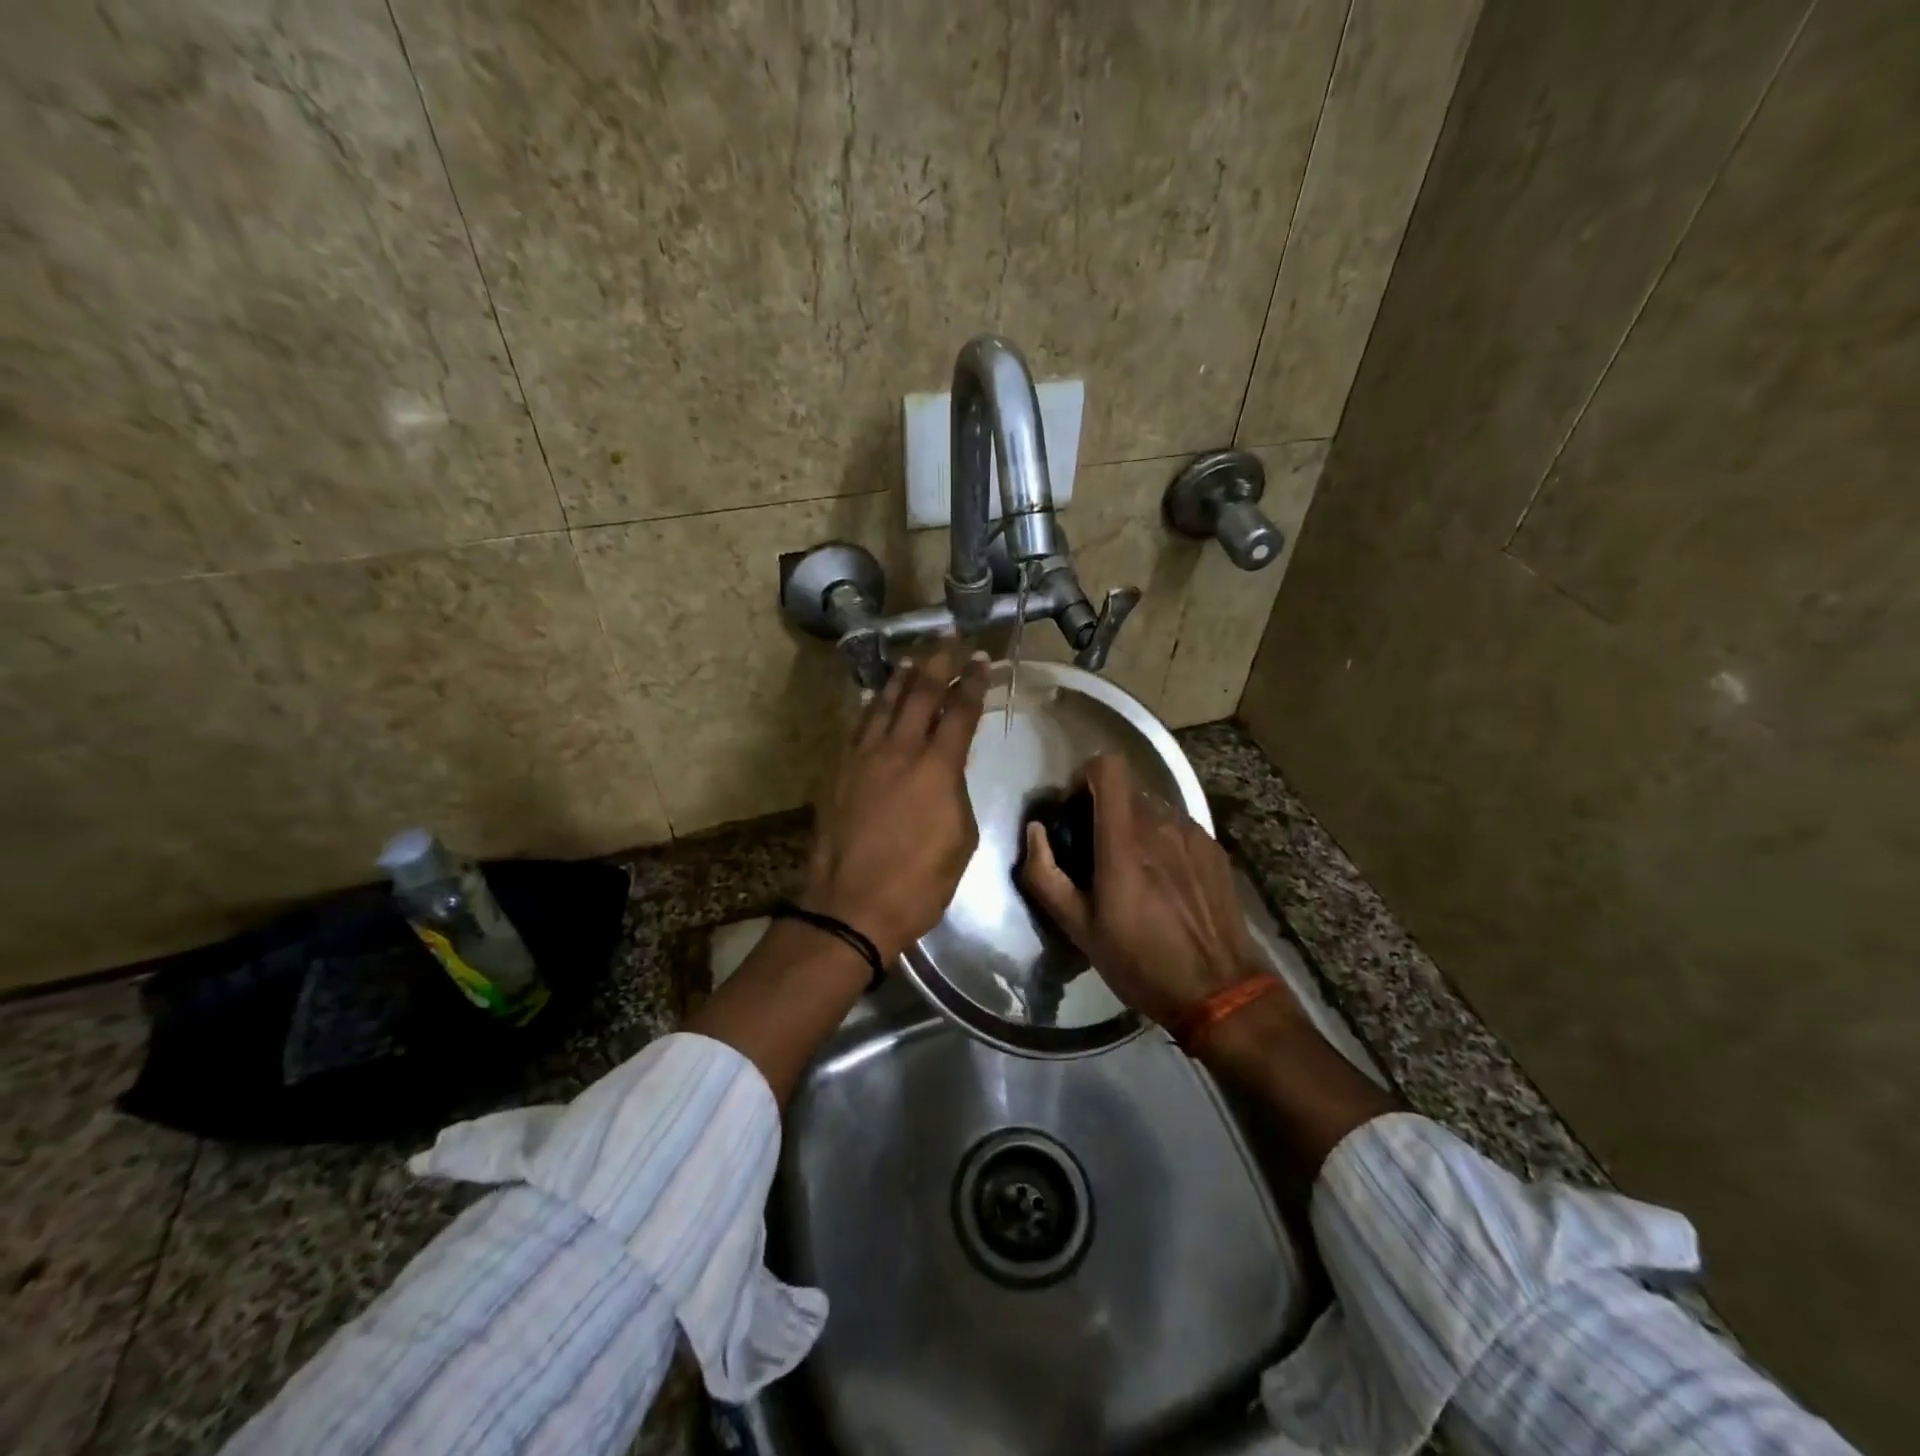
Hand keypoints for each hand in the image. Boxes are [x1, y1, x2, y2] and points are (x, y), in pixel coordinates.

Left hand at [801, 640, 989, 962]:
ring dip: (900, 680)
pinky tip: (875, 700)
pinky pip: (857, 728)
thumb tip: (947, 771)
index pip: (959, 711)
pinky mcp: (839, 773)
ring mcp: (863, 759)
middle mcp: (898, 751)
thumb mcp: (960, 839)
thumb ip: (956, 793)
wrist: (851, 906)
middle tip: (947, 642)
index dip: (973, 682)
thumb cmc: (919, 882)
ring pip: (883, 705)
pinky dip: (870, 708)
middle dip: (937, 664)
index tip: (981, 659)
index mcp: (937, 767)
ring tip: (911, 662)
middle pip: (919, 695)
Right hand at [1021, 753, 1268, 1027]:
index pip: (1108, 768)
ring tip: (1131, 869)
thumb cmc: (1140, 962)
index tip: (1074, 808)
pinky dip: (1161, 840)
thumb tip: (1035, 831)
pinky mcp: (1214, 849)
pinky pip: (1177, 826)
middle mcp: (1161, 825)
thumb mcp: (1078, 928)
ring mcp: (1193, 834)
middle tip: (1095, 849)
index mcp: (1124, 841)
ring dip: (1133, 824)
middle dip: (1104, 808)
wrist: (1220, 991)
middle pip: (1126, 789)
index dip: (1085, 776)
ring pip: (1153, 806)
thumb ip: (1045, 874)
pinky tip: (1164, 882)